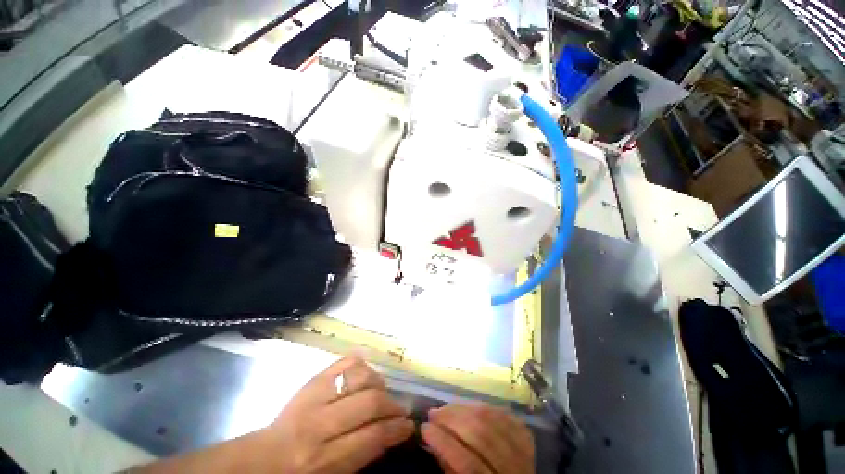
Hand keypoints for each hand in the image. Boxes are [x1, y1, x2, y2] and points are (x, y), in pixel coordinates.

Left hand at [261, 356, 414, 472]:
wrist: (261, 460)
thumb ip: (362, 455)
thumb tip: (391, 433)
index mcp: (325, 459)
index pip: (373, 436)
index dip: (397, 429)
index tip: (409, 426)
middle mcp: (320, 425)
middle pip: (369, 402)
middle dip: (391, 405)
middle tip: (399, 409)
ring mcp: (314, 397)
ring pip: (359, 378)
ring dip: (377, 383)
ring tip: (381, 391)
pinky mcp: (311, 380)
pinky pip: (341, 362)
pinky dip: (358, 363)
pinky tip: (366, 369)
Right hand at [421, 403, 534, 473]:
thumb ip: (449, 466)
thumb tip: (431, 438)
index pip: (467, 464)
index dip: (444, 443)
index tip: (424, 428)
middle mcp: (513, 470)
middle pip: (481, 435)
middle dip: (452, 420)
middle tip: (433, 413)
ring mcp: (523, 452)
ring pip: (491, 420)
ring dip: (464, 409)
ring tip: (446, 408)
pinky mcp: (527, 439)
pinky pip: (504, 415)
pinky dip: (484, 408)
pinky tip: (469, 408)